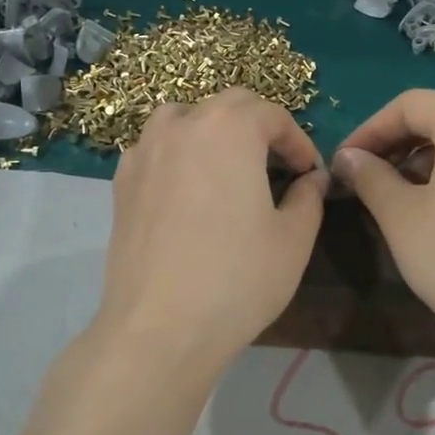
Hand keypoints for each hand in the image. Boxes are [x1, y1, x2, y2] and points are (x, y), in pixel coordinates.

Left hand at [93, 88, 326, 374]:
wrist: (159, 328)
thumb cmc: (238, 279)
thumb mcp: (294, 239)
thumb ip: (309, 197)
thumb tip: (313, 179)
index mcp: (229, 128)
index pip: (272, 114)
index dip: (298, 141)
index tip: (309, 173)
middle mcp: (182, 125)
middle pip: (228, 106)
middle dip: (259, 127)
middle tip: (277, 166)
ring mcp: (144, 151)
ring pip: (184, 119)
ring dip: (213, 131)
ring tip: (229, 168)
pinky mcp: (121, 182)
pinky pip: (156, 148)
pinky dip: (180, 154)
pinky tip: (190, 191)